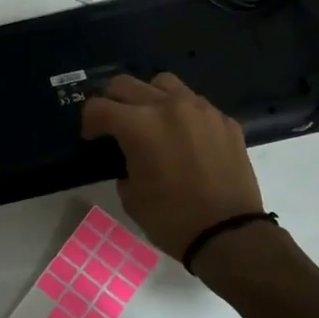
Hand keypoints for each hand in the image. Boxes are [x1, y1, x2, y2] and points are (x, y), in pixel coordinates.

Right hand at [81, 73, 263, 257]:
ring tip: (151, 120)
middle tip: (113, 124)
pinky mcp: (225, 120)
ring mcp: (201, 110)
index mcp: (139, 125)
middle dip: (112, 102)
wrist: (229, 235)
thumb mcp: (130, 195)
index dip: (89, 123)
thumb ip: (123, 163)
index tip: (92, 138)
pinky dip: (182, 113)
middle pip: (125, 84)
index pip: (98, 107)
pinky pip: (196, 103)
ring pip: (163, 83)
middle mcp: (168, 106)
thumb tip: (129, 156)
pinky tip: (184, 137)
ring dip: (149, 97)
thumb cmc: (171, 219)